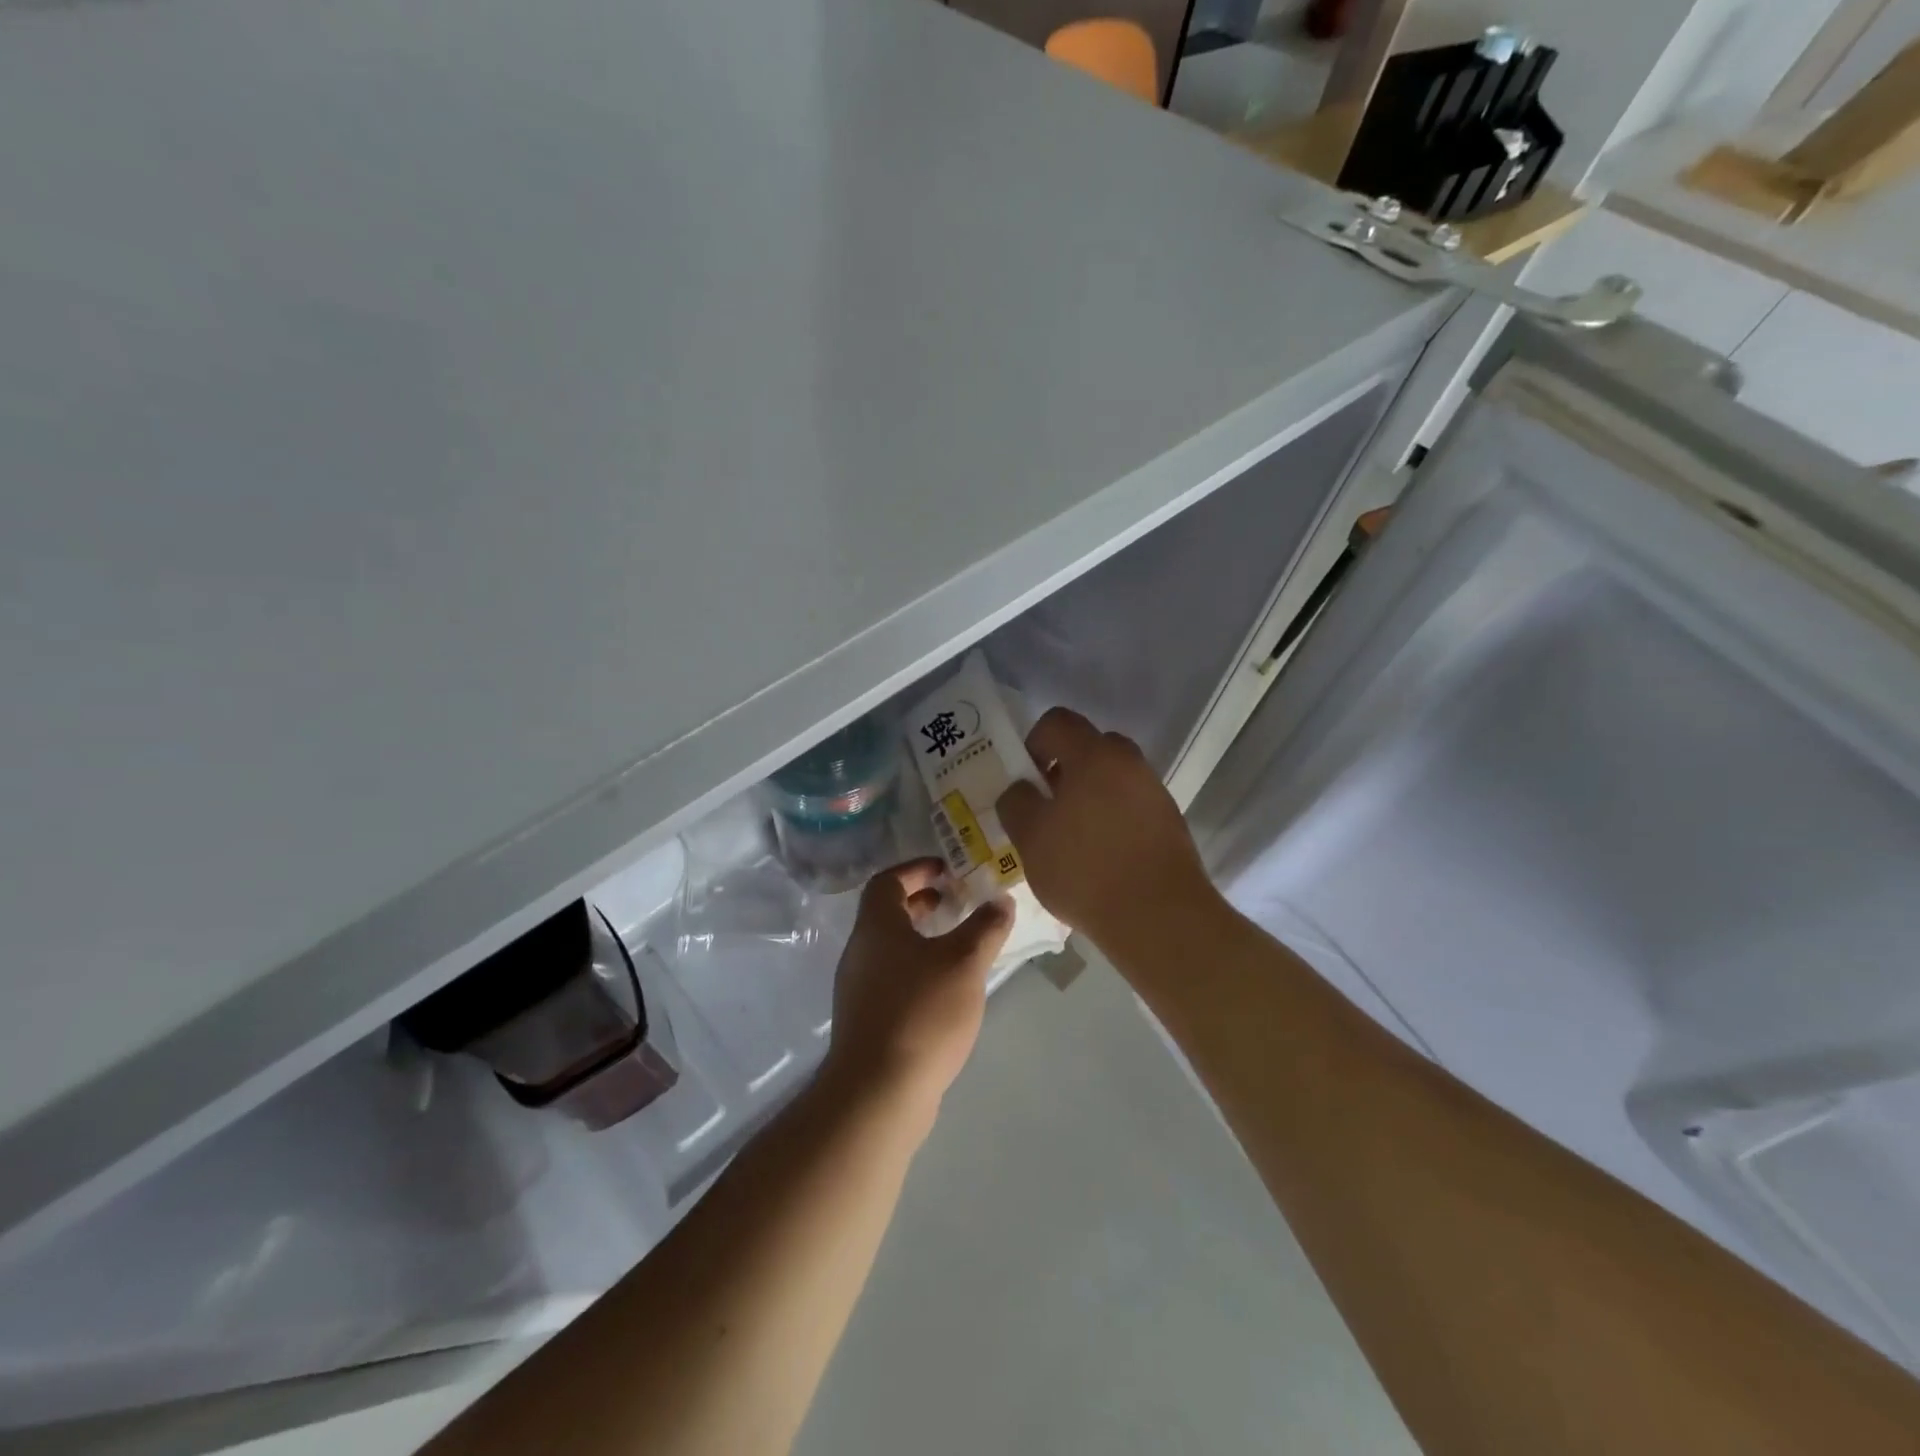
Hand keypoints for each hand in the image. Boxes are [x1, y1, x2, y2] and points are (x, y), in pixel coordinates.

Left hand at [821, 860, 1013, 1119]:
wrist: (878, 1091)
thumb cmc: (921, 1013)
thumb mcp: (964, 963)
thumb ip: (985, 927)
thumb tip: (1001, 900)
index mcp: (876, 927)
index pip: (888, 880)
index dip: (917, 869)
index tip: (948, 870)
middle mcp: (860, 951)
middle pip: (887, 913)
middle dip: (922, 903)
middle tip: (957, 903)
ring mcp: (858, 987)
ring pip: (890, 947)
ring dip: (921, 937)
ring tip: (958, 945)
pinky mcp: (865, 1019)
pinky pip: (891, 977)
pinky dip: (916, 968)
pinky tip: (945, 989)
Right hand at [996, 708, 1215, 948]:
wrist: (1159, 916)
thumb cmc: (1085, 869)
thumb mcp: (1030, 837)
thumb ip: (1016, 802)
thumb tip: (1021, 789)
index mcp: (1094, 755)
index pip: (1056, 722)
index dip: (1032, 744)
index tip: (1026, 782)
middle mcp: (1129, 762)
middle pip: (1088, 748)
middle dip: (1062, 771)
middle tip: (1046, 809)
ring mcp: (1153, 791)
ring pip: (1110, 778)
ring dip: (1088, 796)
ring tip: (1072, 840)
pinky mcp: (1169, 821)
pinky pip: (1130, 805)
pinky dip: (1111, 818)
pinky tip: (1100, 857)